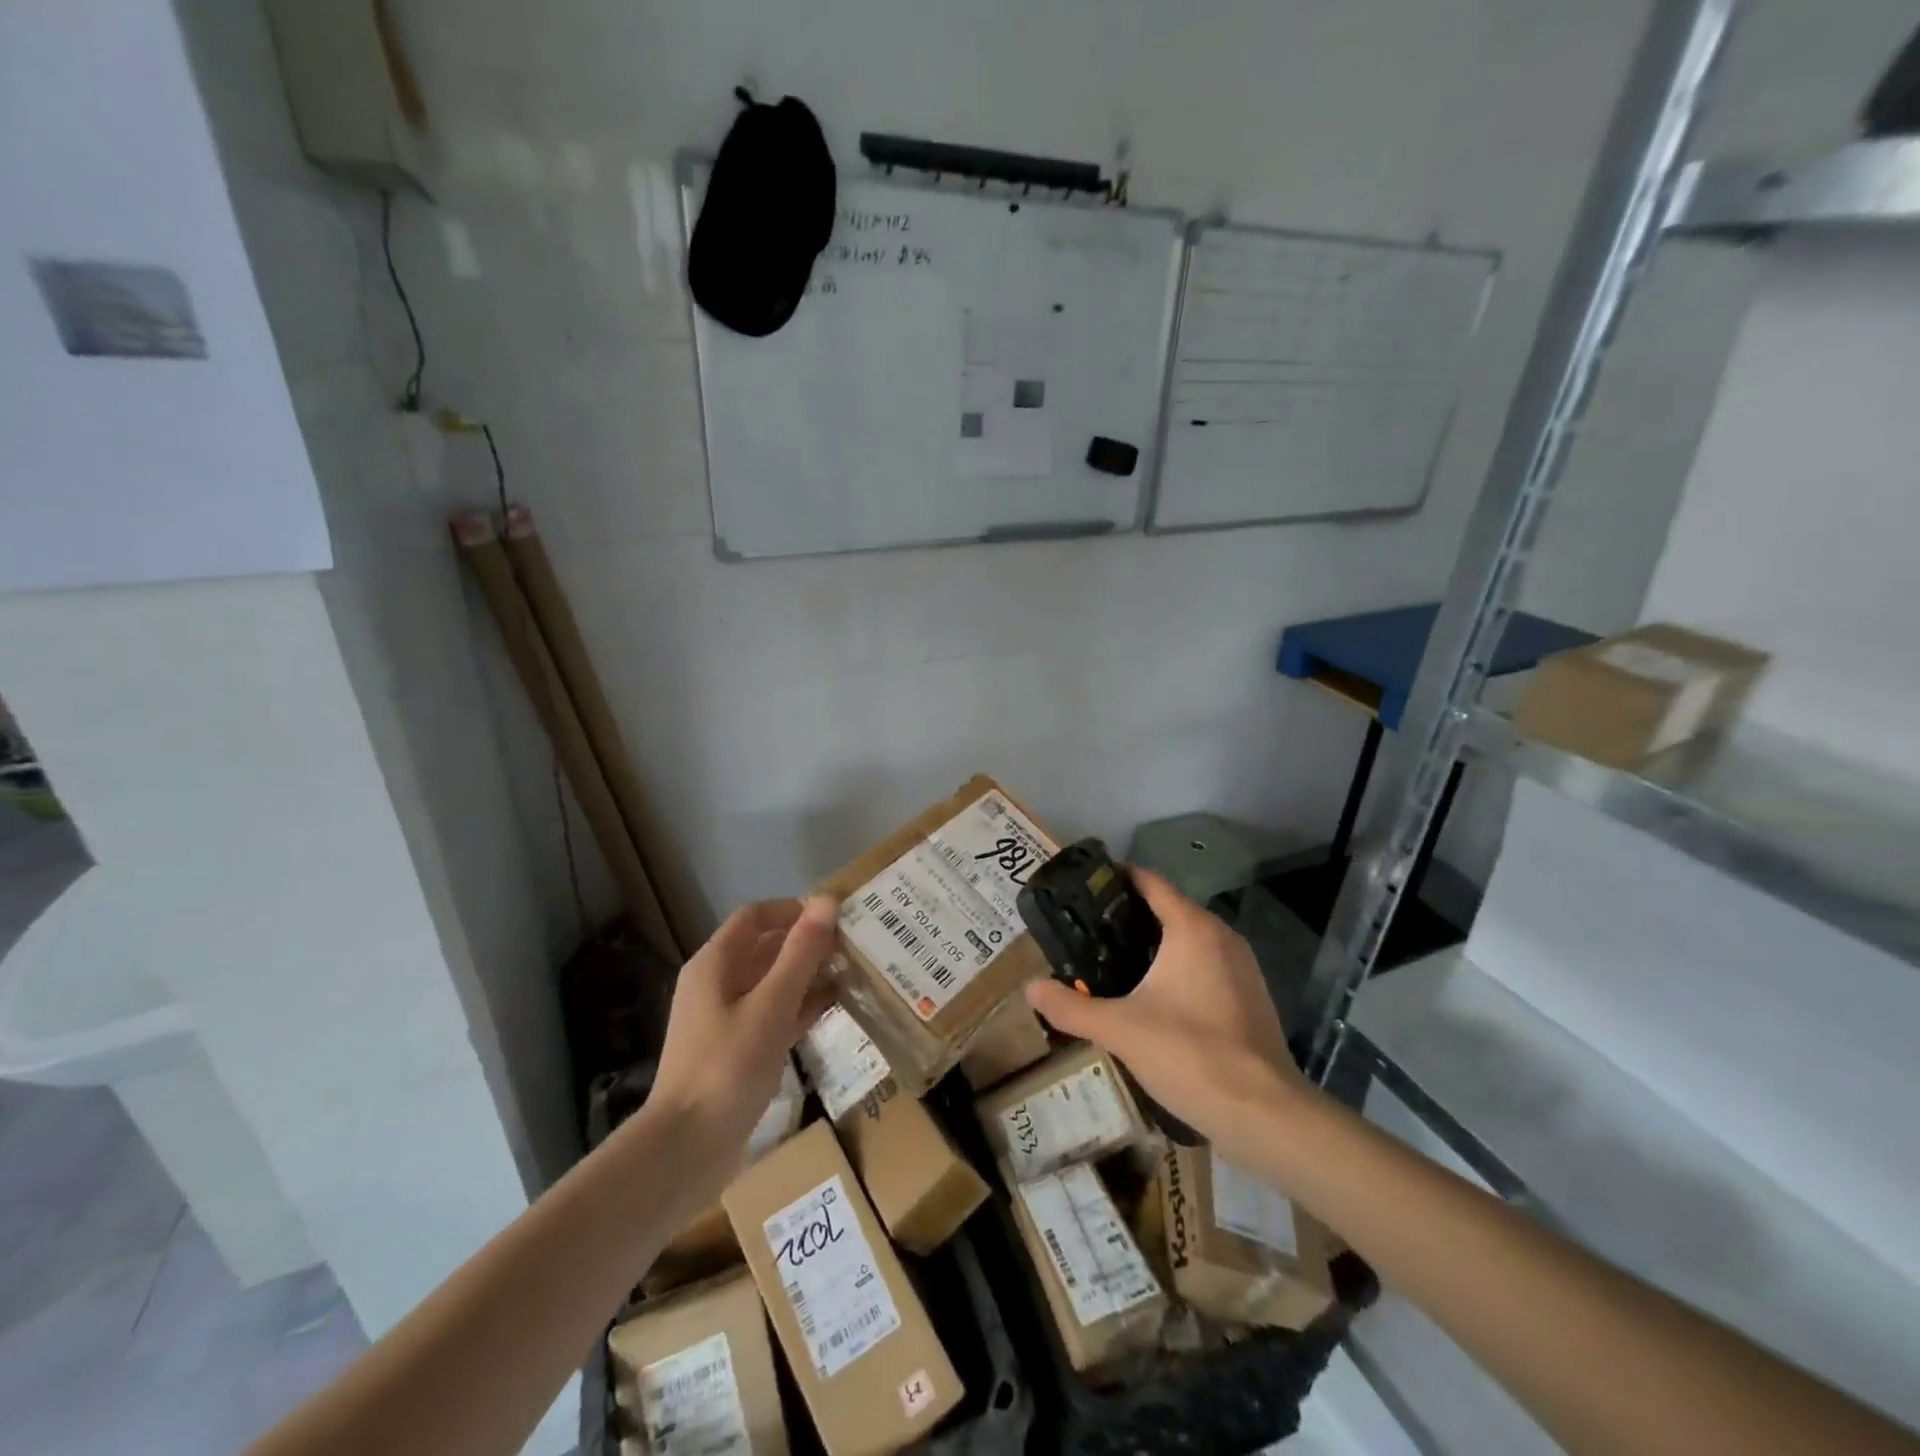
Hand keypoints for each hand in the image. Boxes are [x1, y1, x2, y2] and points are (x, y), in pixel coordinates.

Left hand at [650, 896, 837, 1167]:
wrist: (684, 1150)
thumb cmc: (727, 1067)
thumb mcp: (771, 1005)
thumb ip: (801, 953)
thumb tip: (827, 901)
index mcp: (715, 963)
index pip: (756, 916)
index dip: (794, 910)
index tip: (836, 918)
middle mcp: (716, 983)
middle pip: (764, 947)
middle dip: (806, 943)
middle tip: (852, 946)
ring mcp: (724, 1018)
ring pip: (770, 981)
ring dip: (806, 975)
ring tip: (850, 973)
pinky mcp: (735, 1049)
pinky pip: (771, 1013)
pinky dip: (798, 1006)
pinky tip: (830, 1010)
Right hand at [1024, 868, 1312, 1151]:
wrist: (1264, 1113)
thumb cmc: (1190, 1054)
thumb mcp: (1119, 1030)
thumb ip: (1070, 1007)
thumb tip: (1029, 988)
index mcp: (1192, 928)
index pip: (1150, 882)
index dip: (1116, 878)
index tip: (1083, 888)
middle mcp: (1221, 935)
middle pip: (1169, 908)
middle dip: (1128, 916)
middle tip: (1086, 931)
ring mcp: (1242, 966)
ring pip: (1189, 938)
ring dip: (1154, 943)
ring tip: (1111, 961)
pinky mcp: (1250, 995)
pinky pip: (1206, 964)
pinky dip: (1178, 967)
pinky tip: (1153, 996)